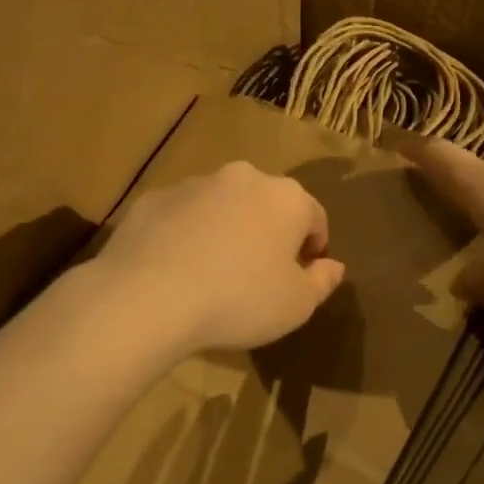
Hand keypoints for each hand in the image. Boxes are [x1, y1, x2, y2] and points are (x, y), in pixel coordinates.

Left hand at [95, 161, 346, 353]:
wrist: (149, 297)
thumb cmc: (240, 300)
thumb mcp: (297, 305)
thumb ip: (322, 282)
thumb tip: (334, 266)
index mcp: (286, 198)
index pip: (314, 216)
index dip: (314, 246)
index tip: (303, 274)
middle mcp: (243, 178)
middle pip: (267, 203)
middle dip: (269, 231)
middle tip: (260, 273)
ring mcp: (194, 184)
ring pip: (222, 205)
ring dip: (227, 229)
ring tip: (215, 272)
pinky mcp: (154, 199)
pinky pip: (182, 216)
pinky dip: (186, 235)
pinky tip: (177, 269)